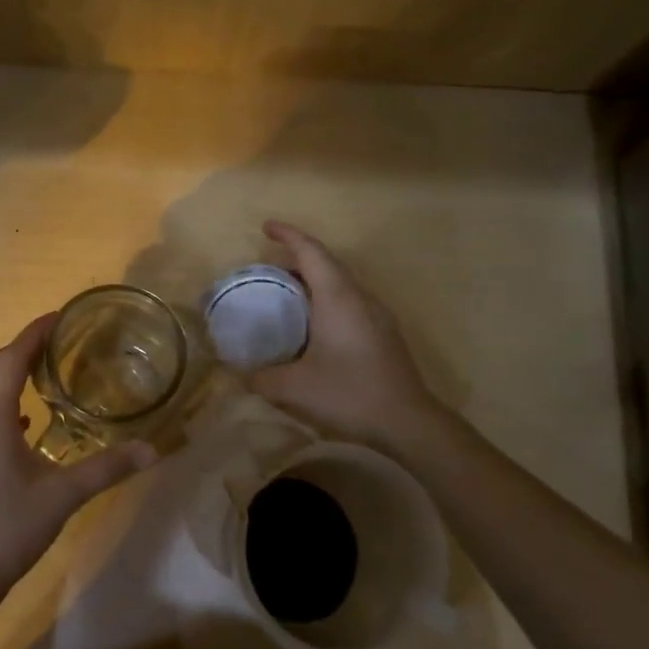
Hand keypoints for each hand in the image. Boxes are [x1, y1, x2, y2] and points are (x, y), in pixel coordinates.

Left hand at [0, 313, 155, 597]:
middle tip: (58, 340)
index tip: (60, 316)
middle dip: (22, 347)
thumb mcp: (64, 495)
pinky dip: (3, 401)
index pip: (11, 359)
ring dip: (9, 372)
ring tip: (45, 370)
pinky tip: (26, 420)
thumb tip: (153, 450)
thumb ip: (108, 468)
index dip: (34, 334)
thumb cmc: (10, 527)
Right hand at [250, 220, 439, 447]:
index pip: (311, 252)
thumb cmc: (349, 393)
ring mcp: (377, 315)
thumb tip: (239, 373)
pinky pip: (350, 302)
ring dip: (314, 281)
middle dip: (298, 257)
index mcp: (338, 298)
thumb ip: (260, 377)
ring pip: (341, 284)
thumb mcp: (294, 388)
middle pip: (328, 264)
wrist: (408, 422)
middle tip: (269, 267)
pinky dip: (326, 300)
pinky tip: (313, 326)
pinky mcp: (384, 334)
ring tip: (287, 294)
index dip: (288, 235)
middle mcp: (360, 297)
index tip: (266, 226)